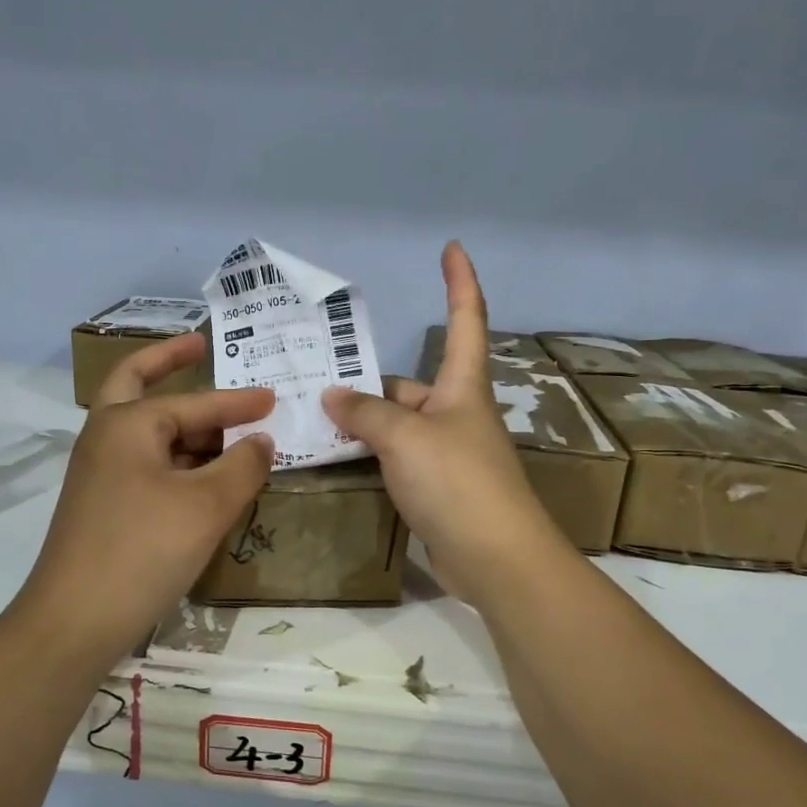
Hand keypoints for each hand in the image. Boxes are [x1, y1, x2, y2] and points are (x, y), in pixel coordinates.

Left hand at [14, 333, 273, 660]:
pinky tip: (204, 478)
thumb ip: (243, 465)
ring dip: (183, 425)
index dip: (238, 402)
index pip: (195, 403)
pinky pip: (145, 467)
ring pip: (146, 433)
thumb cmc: (143, 549)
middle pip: (137, 386)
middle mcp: (105, 438)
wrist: (74, 622)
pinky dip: (176, 461)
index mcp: (126, 423)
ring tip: (227, 430)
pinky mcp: (102, 507)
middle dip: (168, 364)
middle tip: (200, 348)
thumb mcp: (207, 504)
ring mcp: (99, 474)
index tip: (273, 397)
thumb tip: (261, 442)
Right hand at [323, 242, 567, 604]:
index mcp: (462, 387)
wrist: (495, 558)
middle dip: (368, 384)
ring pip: (397, 426)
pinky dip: (369, 456)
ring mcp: (446, 454)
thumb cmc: (457, 481)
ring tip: (311, 420)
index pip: (466, 321)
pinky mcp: (436, 489)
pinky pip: (395, 459)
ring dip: (362, 423)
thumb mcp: (404, 437)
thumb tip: (333, 396)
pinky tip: (335, 460)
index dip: (460, 283)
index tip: (451, 248)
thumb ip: (365, 412)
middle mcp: (456, 415)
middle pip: (409, 386)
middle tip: (315, 382)